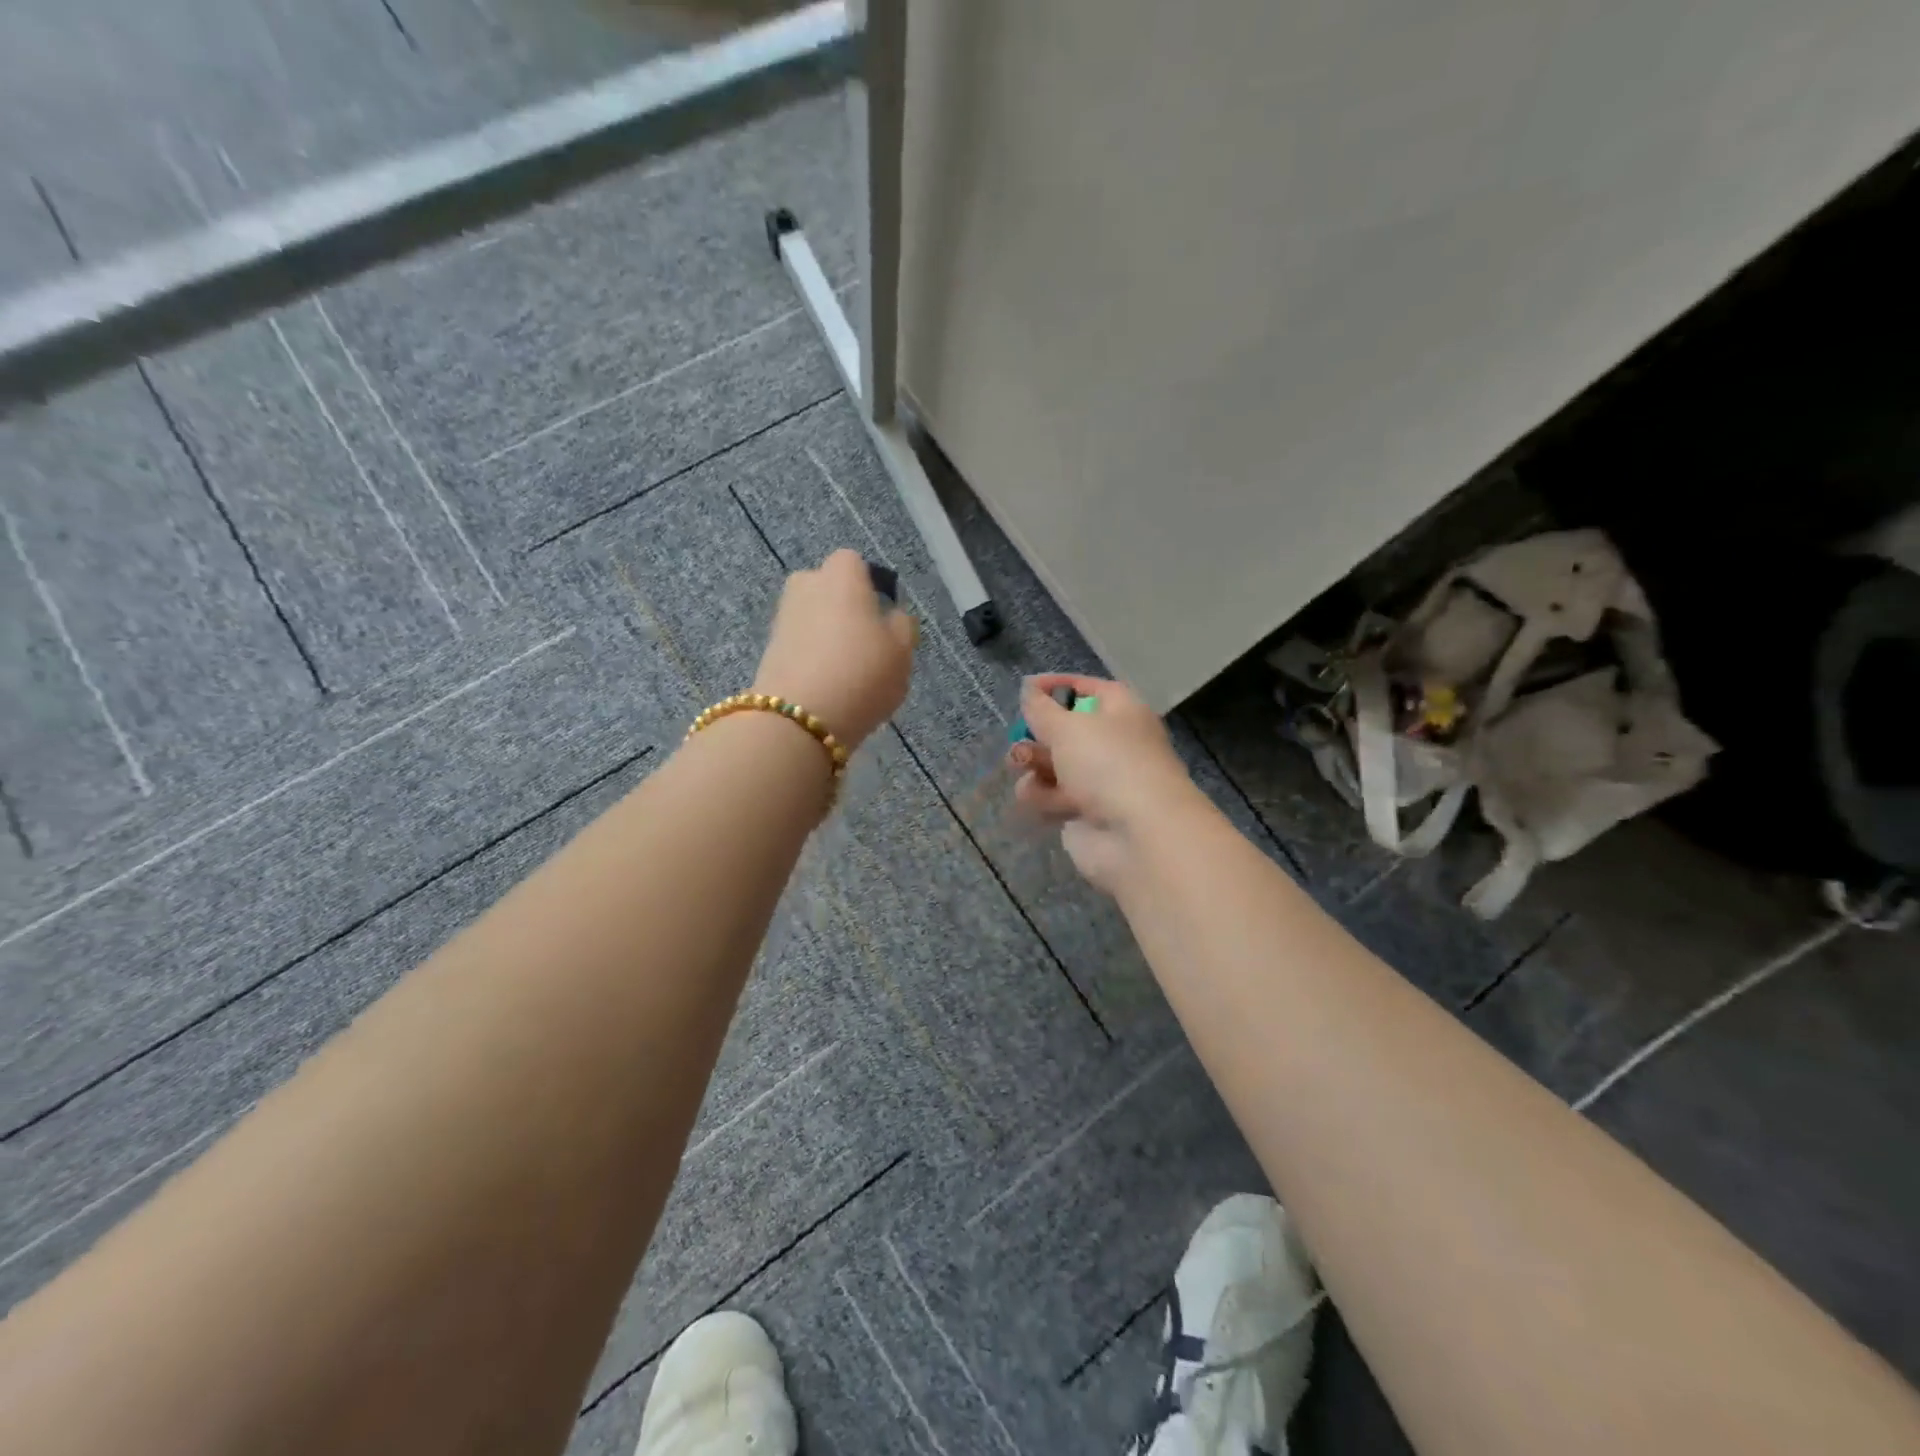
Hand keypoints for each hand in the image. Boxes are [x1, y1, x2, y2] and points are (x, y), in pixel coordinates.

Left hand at [753, 549, 917, 749]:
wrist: (800, 719)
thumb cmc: (862, 674)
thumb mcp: (902, 651)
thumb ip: (901, 626)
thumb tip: (891, 616)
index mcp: (841, 575)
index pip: (854, 563)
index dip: (869, 585)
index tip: (882, 616)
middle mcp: (806, 586)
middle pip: (827, 589)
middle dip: (843, 609)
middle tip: (865, 644)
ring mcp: (782, 618)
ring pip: (812, 619)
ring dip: (827, 637)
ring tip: (848, 673)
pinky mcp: (768, 650)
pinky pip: (800, 645)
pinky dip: (812, 659)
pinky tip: (828, 687)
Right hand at [1006, 675, 1201, 893]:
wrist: (1138, 835)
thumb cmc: (1108, 764)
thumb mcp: (1068, 726)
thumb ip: (1041, 708)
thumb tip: (1029, 688)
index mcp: (1122, 711)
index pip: (1089, 687)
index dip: (1058, 685)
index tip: (1026, 689)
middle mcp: (1113, 743)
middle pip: (1065, 731)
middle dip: (1037, 735)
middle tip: (1020, 740)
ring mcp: (1100, 781)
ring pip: (1054, 765)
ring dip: (1033, 765)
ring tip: (1023, 769)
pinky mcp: (1086, 814)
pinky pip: (1053, 797)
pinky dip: (1042, 797)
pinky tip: (1039, 801)